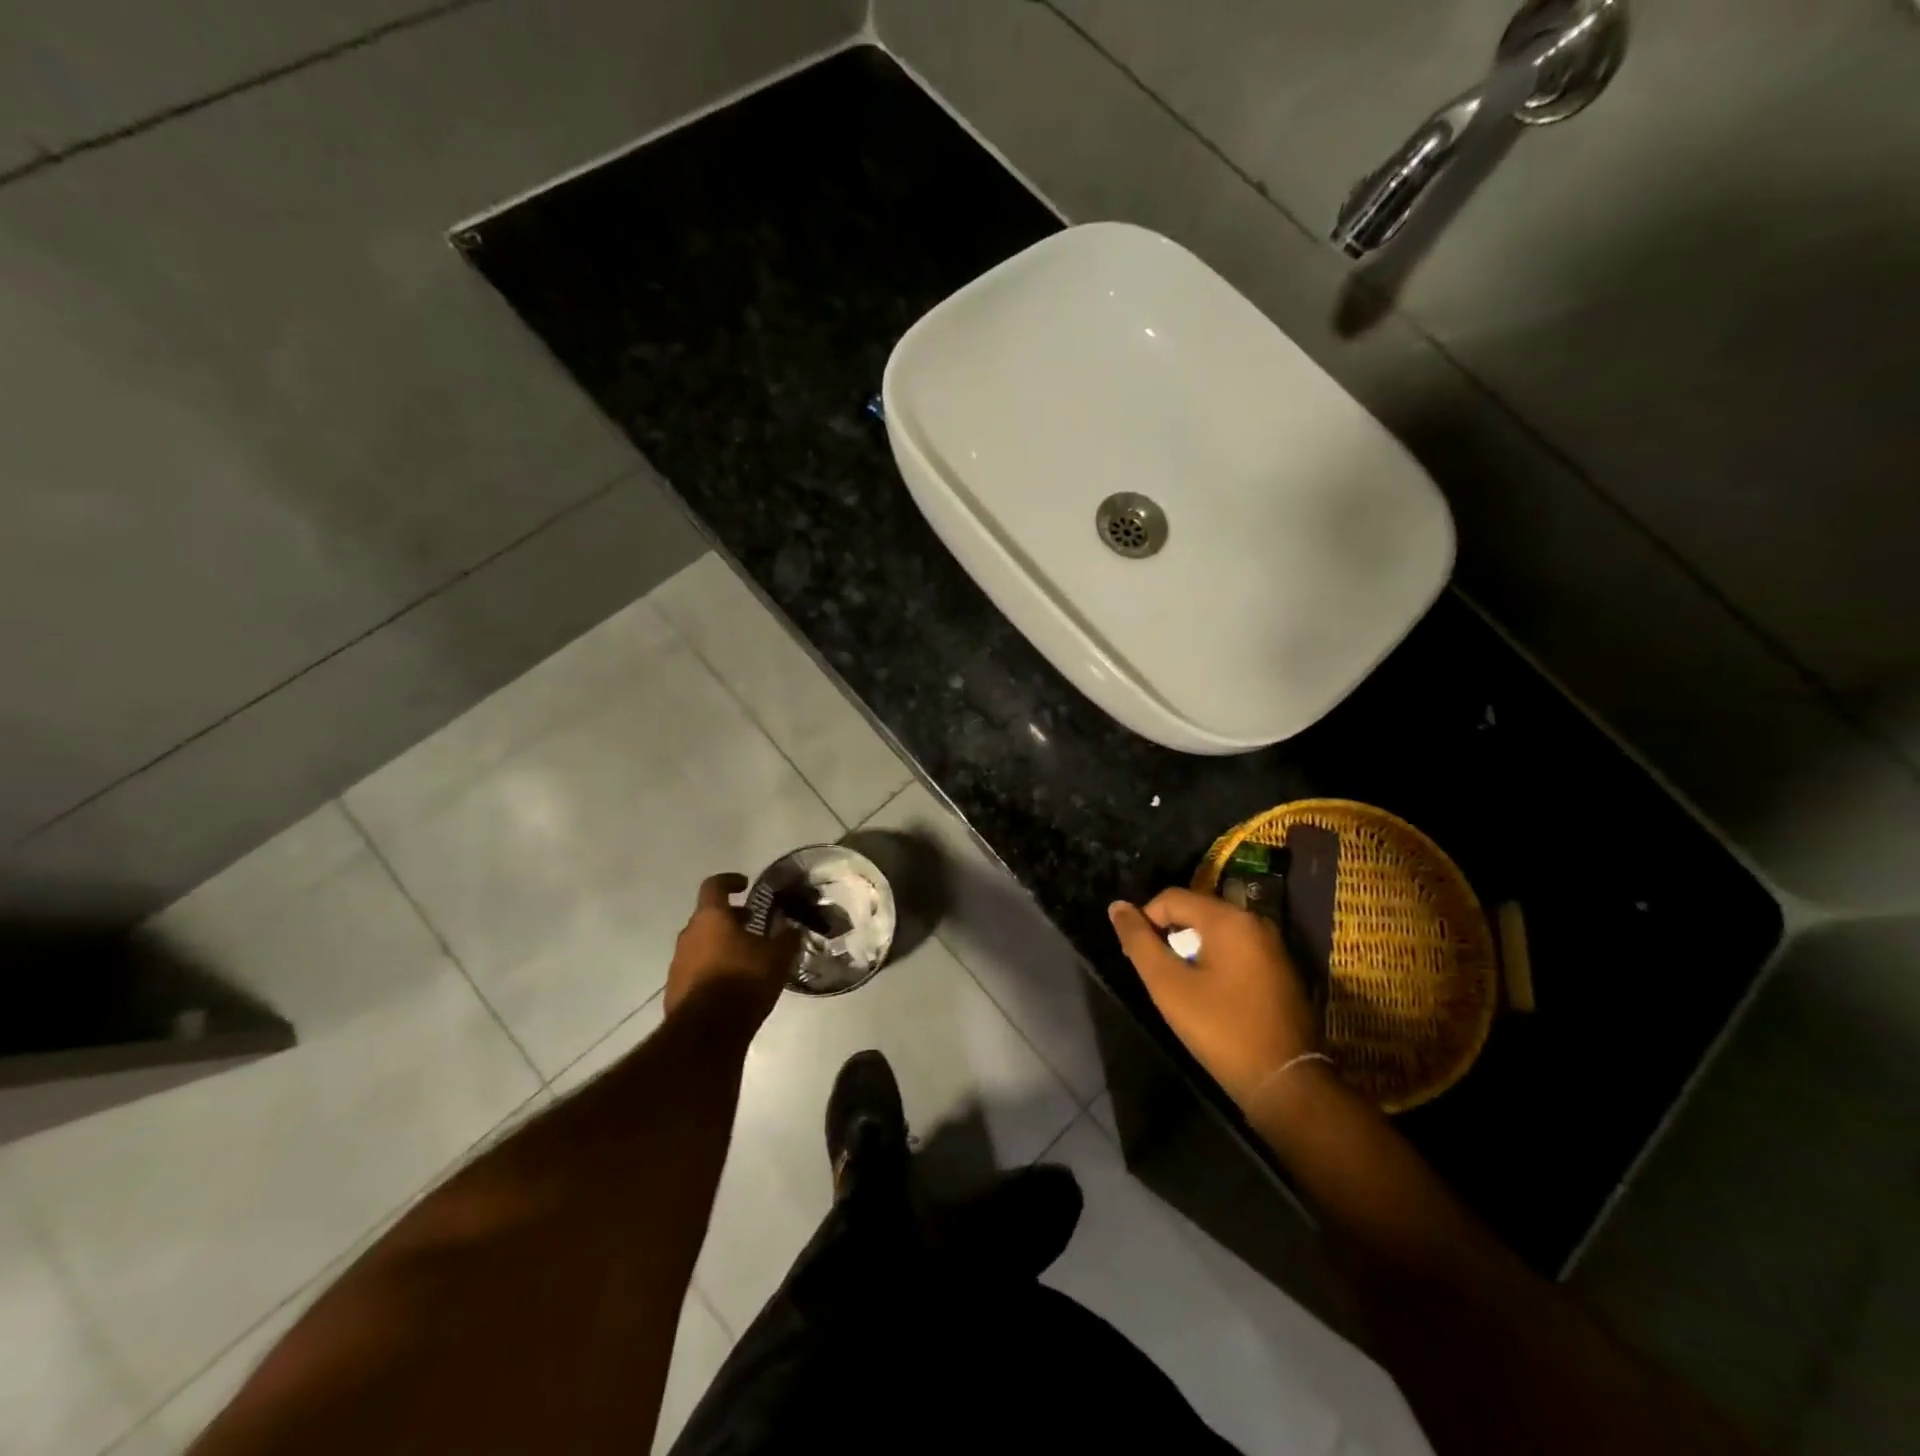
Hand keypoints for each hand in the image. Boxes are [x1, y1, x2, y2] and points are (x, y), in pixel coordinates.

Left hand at [665, 874, 799, 1027]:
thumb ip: (787, 938)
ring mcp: (677, 964)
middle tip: (752, 926)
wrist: (707, 1032)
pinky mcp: (674, 990)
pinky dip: (712, 969)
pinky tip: (732, 985)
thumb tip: (792, 929)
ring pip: (700, 944)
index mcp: (711, 918)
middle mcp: (688, 935)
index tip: (745, 884)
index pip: (714, 885)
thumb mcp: (778, 957)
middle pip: (708, 917)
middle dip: (730, 918)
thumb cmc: (744, 980)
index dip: (730, 880)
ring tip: (746, 958)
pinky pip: (695, 970)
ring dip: (721, 945)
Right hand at [1108, 888, 1318, 1113]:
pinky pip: (1236, 948)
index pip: (1171, 898)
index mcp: (1229, 919)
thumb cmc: (1221, 1029)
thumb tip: (1117, 907)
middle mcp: (1254, 922)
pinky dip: (1214, 960)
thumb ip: (1139, 942)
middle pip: (1195, 911)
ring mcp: (1272, 945)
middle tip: (1154, 970)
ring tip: (1177, 982)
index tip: (1135, 955)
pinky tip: (1208, 992)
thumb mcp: (1169, 985)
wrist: (1286, 1082)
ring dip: (1190, 948)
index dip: (1145, 919)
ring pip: (1216, 931)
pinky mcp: (1280, 969)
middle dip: (1169, 933)